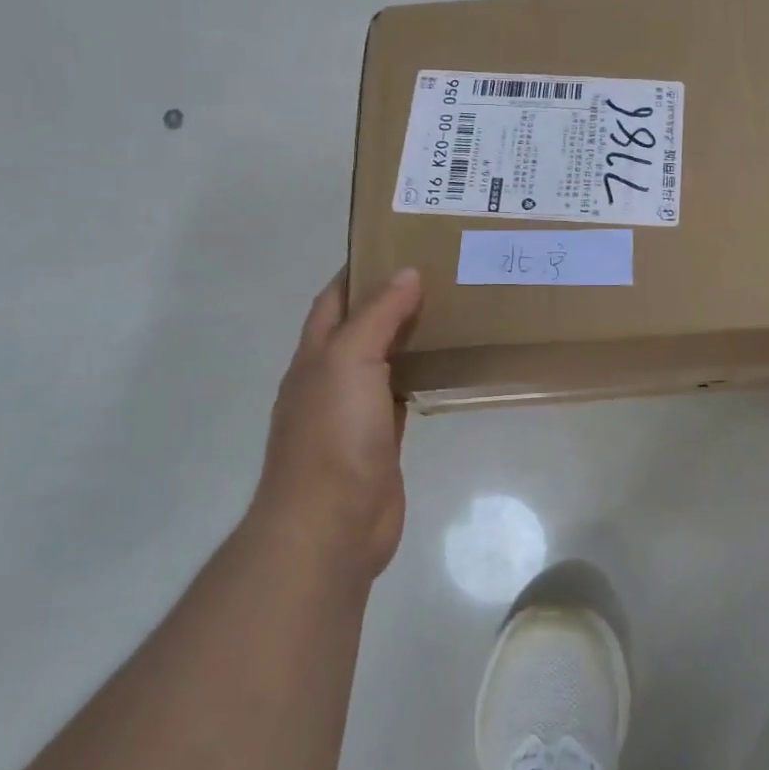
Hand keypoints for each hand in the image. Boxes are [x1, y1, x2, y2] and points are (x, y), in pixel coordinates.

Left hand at [253, 267, 423, 580]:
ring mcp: (355, 411)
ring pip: (385, 359)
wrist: (330, 525)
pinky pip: (403, 394)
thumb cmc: (333, 435)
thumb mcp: (349, 361)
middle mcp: (331, 378)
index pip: (334, 299)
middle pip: (361, 326)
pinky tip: (448, 364)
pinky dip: (421, 375)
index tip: (399, 244)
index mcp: (316, 355)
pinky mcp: (382, 438)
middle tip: (440, 273)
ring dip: (409, 336)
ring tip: (452, 309)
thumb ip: (377, 316)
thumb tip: (407, 273)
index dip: (359, 269)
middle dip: (391, 298)